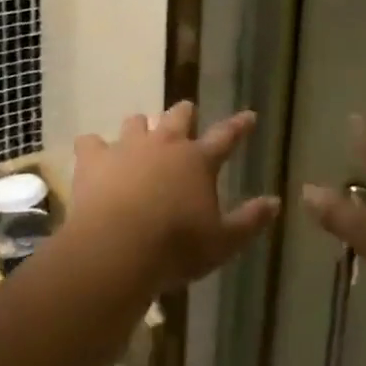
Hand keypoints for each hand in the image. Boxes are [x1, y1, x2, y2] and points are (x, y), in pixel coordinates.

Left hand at [66, 102, 277, 295]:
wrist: (117, 250)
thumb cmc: (176, 248)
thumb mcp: (223, 242)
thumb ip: (250, 221)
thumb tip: (276, 202)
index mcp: (199, 160)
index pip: (226, 136)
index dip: (239, 125)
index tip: (248, 115)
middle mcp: (166, 144)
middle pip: (178, 116)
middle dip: (184, 114)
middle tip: (186, 115)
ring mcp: (128, 148)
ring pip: (136, 122)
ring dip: (141, 126)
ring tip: (140, 134)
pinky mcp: (94, 160)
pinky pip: (90, 142)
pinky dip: (93, 147)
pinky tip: (92, 154)